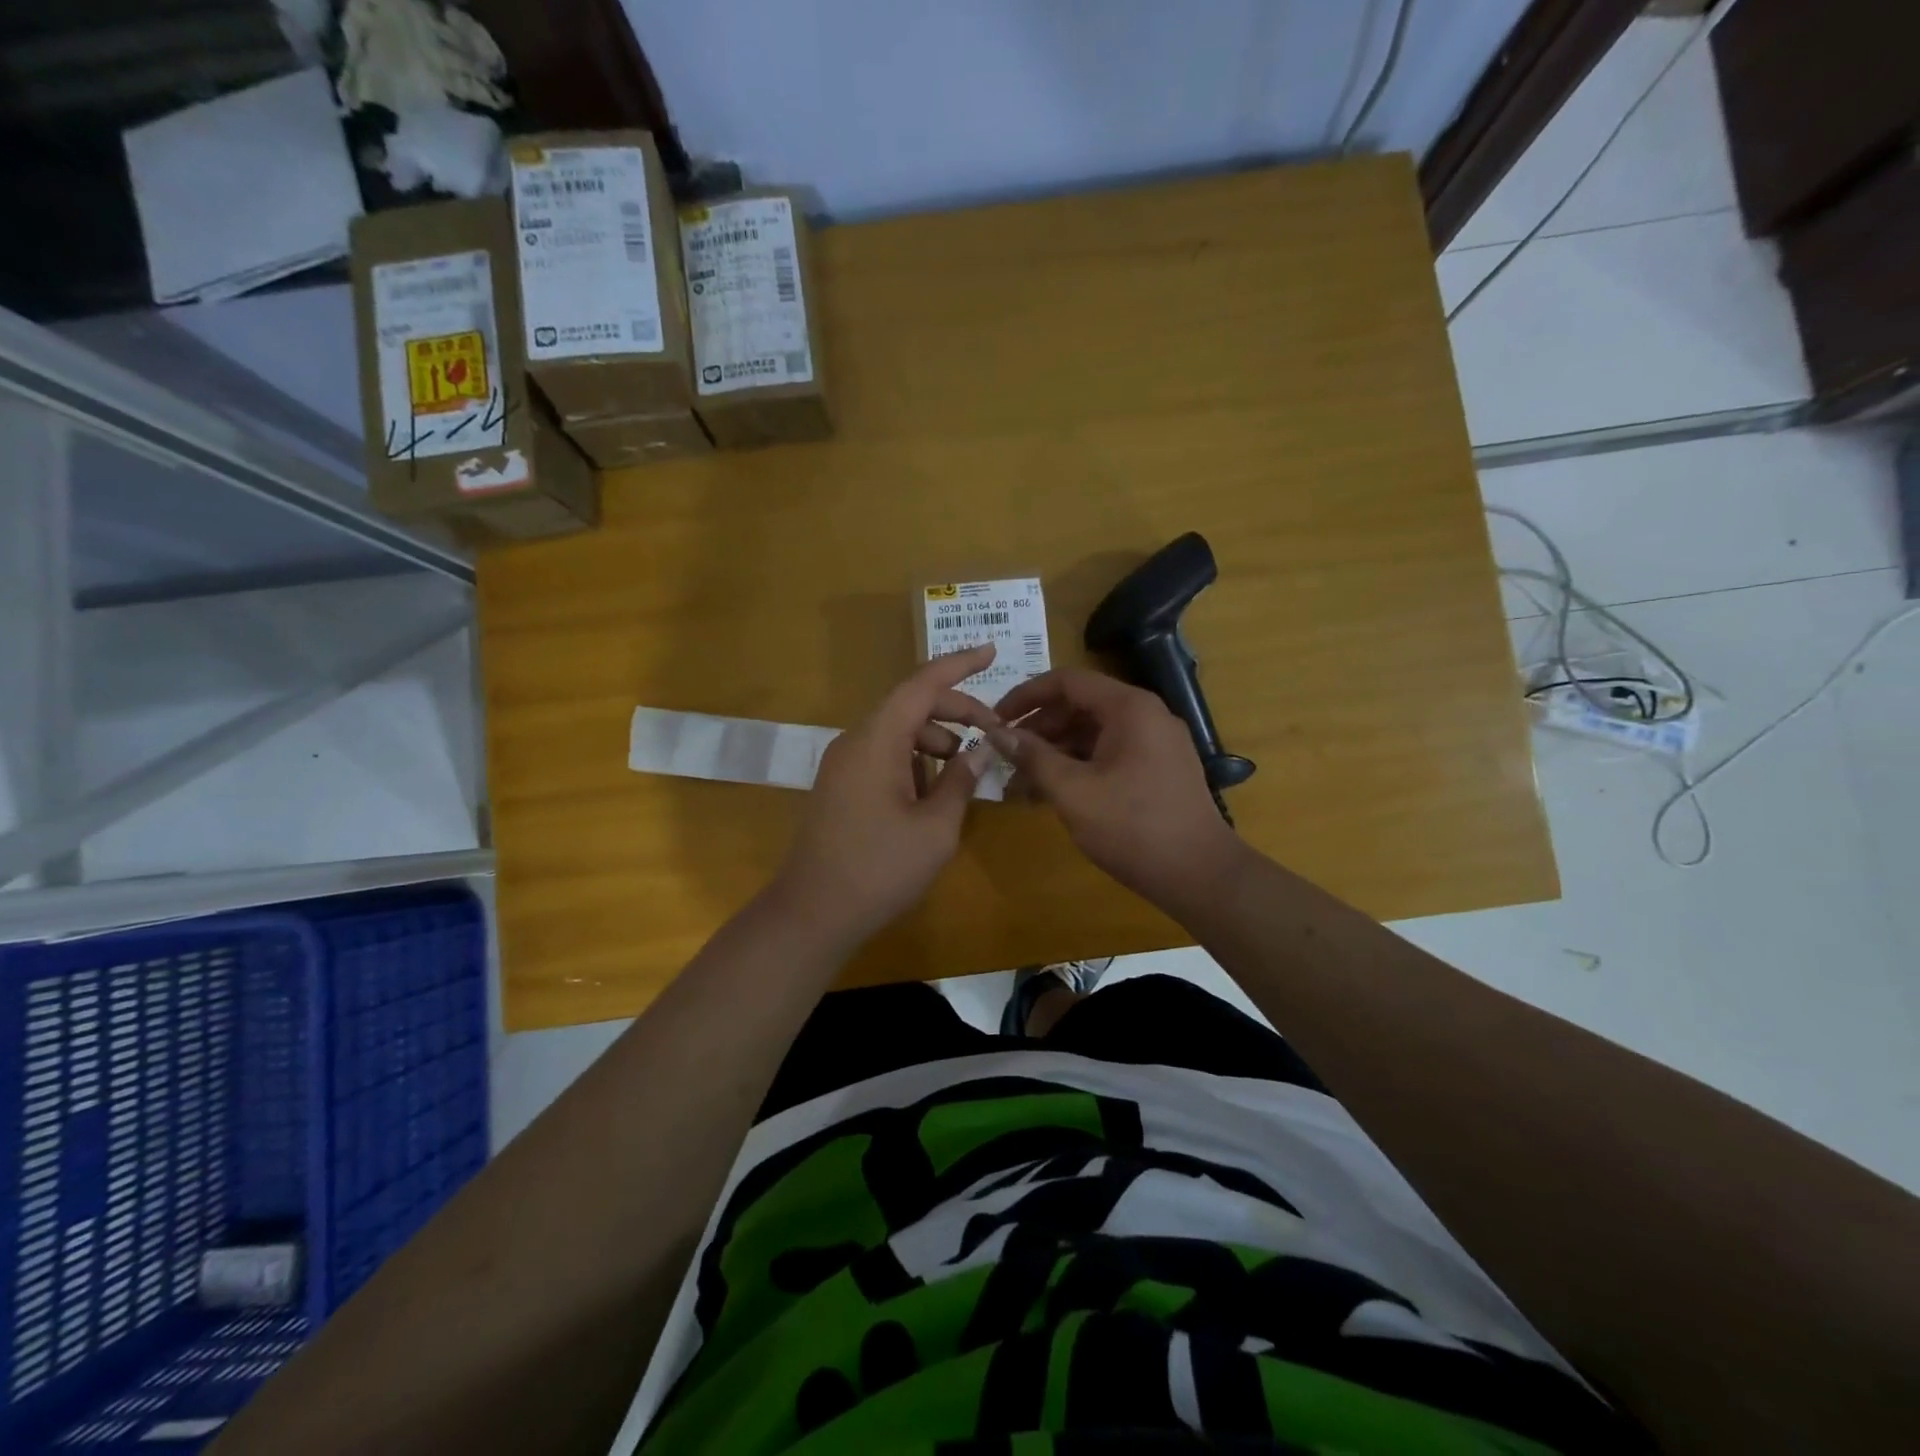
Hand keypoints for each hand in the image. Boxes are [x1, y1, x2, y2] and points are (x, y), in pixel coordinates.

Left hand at [769, 644, 1001, 949]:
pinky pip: (883, 755)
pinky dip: (914, 761)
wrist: (813, 914)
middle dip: (955, 712)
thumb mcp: (935, 828)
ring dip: (936, 741)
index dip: (958, 665)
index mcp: (877, 741)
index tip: (991, 651)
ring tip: (964, 773)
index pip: (921, 685)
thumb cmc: (880, 870)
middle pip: (910, 706)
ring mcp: (843, 764)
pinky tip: (933, 794)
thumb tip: (983, 750)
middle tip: (993, 732)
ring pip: (897, 732)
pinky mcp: (840, 786)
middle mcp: (855, 741)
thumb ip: (961, 780)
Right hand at [990, 668, 1245, 909]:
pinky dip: (1079, 766)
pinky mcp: (1159, 768)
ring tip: (1021, 783)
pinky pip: (1110, 753)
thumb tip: (996, 733)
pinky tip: (1053, 793)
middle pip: (1080, 705)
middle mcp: (1146, 715)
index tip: (995, 720)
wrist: (1200, 874)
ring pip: (1093, 732)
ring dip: (1055, 751)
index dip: (1026, 696)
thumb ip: (1033, 757)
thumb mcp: (1073, 792)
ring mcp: (1156, 742)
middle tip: (1005, 756)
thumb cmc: (1132, 827)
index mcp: (1129, 708)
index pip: (1067, 681)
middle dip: (1039, 729)